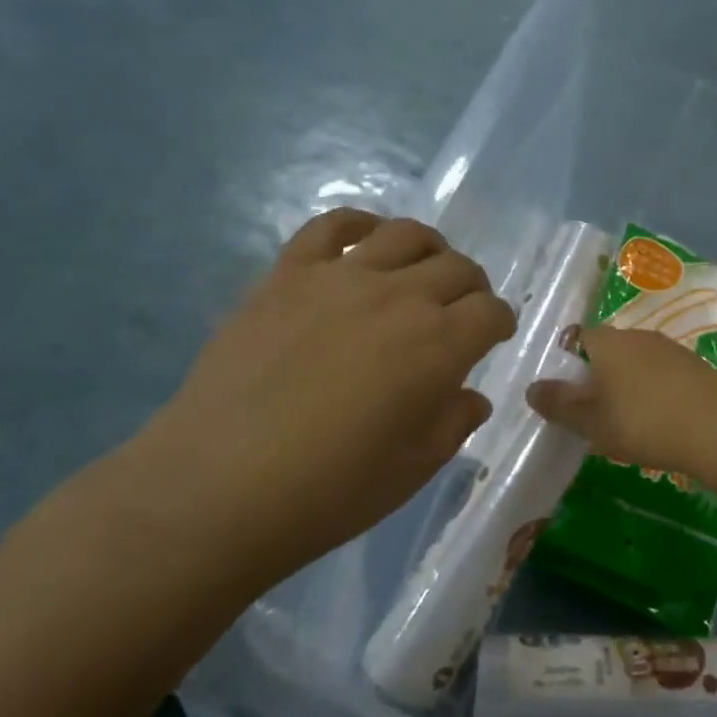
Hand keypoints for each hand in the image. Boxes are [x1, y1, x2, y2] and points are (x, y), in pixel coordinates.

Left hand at [118, 210, 515, 577]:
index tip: (493, 337)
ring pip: (405, 235)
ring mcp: (340, 278)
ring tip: (422, 270)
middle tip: (461, 311)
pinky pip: (331, 227)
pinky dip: (360, 225)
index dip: (499, 322)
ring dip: (430, 249)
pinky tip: (366, 242)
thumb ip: (453, 424)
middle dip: (471, 288)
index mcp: (438, 346)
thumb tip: (469, 396)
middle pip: (456, 268)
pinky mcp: (287, 275)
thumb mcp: (412, 470)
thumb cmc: (328, 492)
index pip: (490, 312)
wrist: (217, 487)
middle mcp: (399, 298)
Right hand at [526, 324, 716, 472]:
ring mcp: (668, 347)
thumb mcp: (592, 422)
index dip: (569, 364)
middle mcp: (636, 334)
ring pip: (636, 360)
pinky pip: (661, 371)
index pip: (577, 339)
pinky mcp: (693, 364)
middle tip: (595, 411)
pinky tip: (659, 417)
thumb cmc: (643, 422)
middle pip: (608, 348)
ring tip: (627, 418)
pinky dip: (654, 389)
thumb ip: (560, 405)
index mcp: (607, 341)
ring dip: (628, 382)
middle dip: (599, 374)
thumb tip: (532, 388)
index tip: (569, 394)